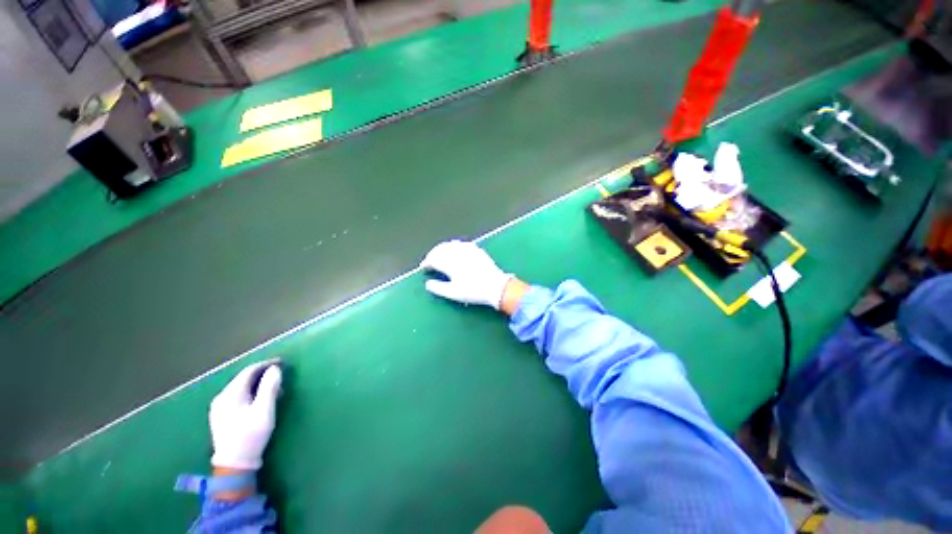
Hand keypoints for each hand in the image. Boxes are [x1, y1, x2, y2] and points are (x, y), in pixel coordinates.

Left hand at [209, 361, 282, 469]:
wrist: (234, 464)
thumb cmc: (251, 435)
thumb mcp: (264, 410)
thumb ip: (270, 387)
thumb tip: (275, 369)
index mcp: (231, 394)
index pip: (249, 371)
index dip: (266, 364)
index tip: (282, 363)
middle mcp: (222, 397)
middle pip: (244, 378)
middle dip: (263, 374)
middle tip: (280, 377)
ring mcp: (219, 407)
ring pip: (241, 387)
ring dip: (258, 384)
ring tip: (275, 389)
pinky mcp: (221, 416)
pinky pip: (238, 396)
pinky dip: (251, 393)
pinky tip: (260, 400)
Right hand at [420, 240, 512, 309]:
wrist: (496, 286)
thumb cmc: (473, 291)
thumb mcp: (453, 293)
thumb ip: (438, 288)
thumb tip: (427, 283)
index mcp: (450, 263)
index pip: (434, 259)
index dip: (427, 263)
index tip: (424, 268)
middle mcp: (458, 253)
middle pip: (441, 249)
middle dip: (433, 254)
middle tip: (430, 261)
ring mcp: (469, 250)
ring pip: (451, 244)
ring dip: (442, 248)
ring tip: (440, 254)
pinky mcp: (477, 250)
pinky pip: (462, 244)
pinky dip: (455, 245)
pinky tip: (455, 249)